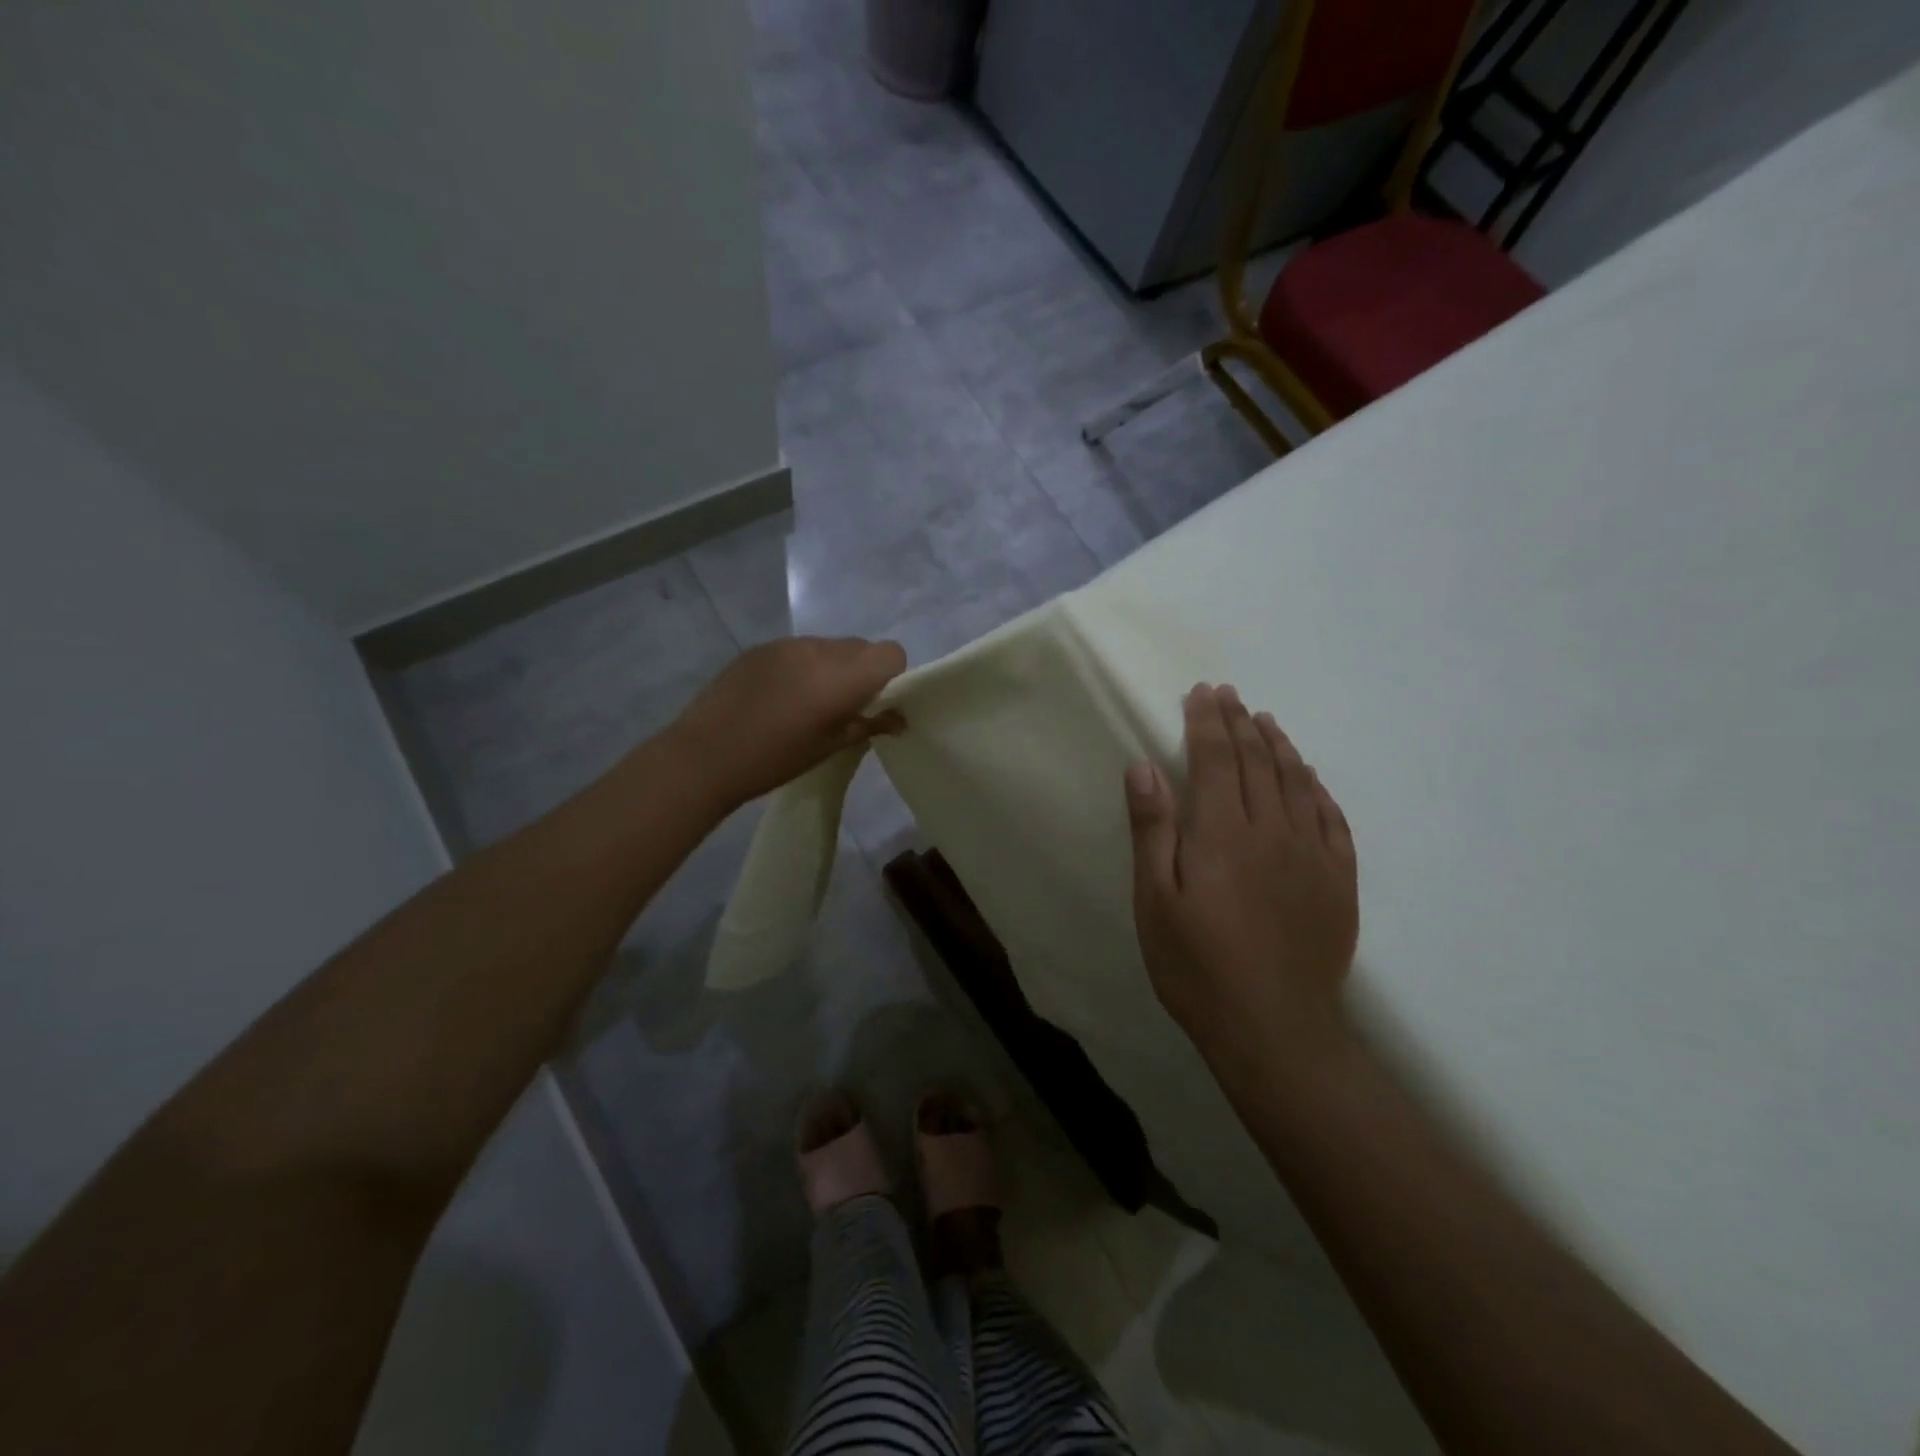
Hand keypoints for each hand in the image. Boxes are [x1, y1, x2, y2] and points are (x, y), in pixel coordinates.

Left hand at [669, 637, 907, 810]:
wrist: (705, 756)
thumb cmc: (775, 759)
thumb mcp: (829, 747)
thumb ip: (869, 725)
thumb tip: (899, 718)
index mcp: (841, 677)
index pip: (890, 653)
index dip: (892, 675)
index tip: (876, 702)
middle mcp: (819, 650)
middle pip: (861, 647)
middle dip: (863, 671)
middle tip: (844, 706)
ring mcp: (787, 644)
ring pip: (829, 647)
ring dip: (831, 668)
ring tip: (806, 702)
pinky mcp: (761, 647)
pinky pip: (798, 649)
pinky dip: (802, 666)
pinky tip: (778, 696)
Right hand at [1124, 683, 1357, 1060]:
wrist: (1273, 1029)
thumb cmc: (1196, 965)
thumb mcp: (1155, 901)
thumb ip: (1152, 830)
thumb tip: (1144, 766)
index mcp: (1223, 832)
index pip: (1217, 758)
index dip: (1208, 722)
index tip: (1202, 694)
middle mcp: (1273, 830)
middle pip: (1257, 761)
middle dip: (1240, 723)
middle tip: (1229, 694)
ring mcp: (1312, 854)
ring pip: (1296, 782)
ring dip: (1279, 745)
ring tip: (1265, 720)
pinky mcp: (1339, 881)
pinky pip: (1332, 818)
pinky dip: (1317, 788)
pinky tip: (1309, 777)